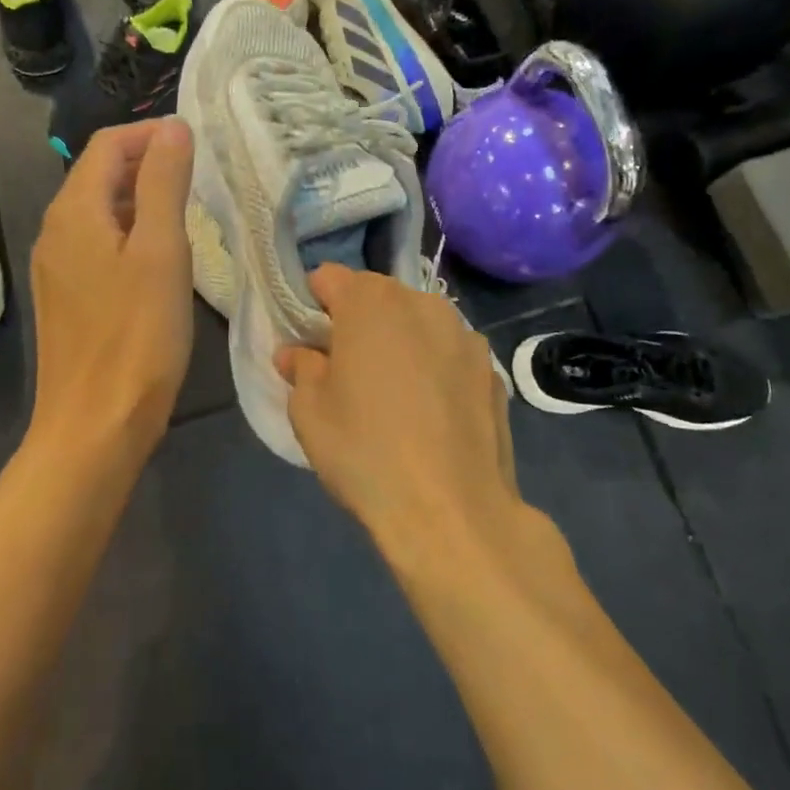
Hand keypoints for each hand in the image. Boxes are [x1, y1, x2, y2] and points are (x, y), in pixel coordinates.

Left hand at [30, 119, 194, 455]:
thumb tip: (172, 126)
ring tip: (188, 213)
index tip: (196, 145)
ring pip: (100, 209)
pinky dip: (130, 231)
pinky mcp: (67, 295)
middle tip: (199, 178)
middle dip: (147, 162)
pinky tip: (160, 258)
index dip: (150, 133)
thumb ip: (165, 181)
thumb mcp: (162, 250)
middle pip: (100, 173)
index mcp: (74, 210)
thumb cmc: (137, 335)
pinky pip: (97, 242)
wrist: (95, 425)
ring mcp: (57, 265)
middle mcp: (56, 229)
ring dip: (141, 198)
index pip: (107, 144)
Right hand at [275, 267, 517, 560]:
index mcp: (371, 302)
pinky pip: (449, 354)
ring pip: (417, 324)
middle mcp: (421, 303)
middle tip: (347, 372)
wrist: (453, 511)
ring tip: (394, 395)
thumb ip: (301, 369)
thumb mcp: (310, 412)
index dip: (313, 305)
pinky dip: (435, 368)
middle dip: (358, 323)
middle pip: (377, 297)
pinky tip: (432, 415)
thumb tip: (297, 353)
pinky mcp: (492, 368)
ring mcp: (464, 334)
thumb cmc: (366, 451)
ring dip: (400, 342)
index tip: (309, 342)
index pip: (329, 278)